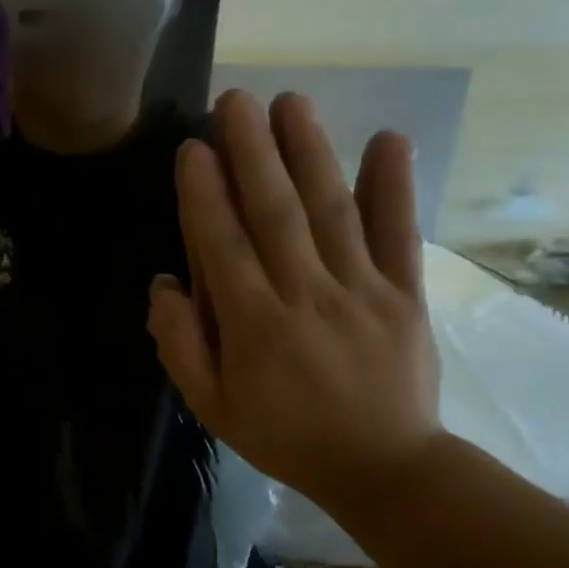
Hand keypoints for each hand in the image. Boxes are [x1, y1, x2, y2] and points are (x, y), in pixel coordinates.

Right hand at [147, 90, 443, 510]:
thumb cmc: (283, 434)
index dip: (205, 193)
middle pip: (274, 212)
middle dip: (251, 152)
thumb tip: (163, 285)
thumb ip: (181, 345)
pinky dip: (394, 187)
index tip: (194, 147)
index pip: (222, 245)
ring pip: (330, 211)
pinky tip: (387, 140)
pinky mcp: (405, 293)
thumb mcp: (211, 405)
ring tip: (290, 102)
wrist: (383, 467)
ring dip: (308, 152)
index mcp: (253, 324)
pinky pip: (398, 235)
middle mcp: (305, 295)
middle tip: (235, 100)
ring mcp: (361, 290)